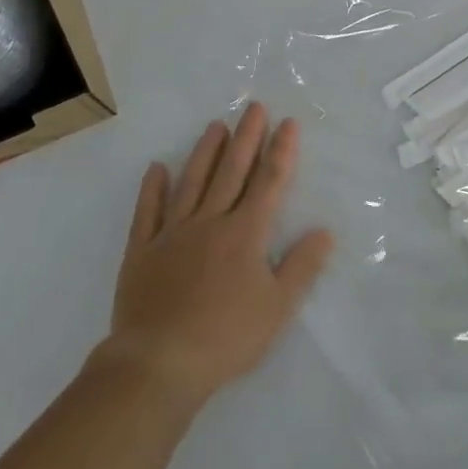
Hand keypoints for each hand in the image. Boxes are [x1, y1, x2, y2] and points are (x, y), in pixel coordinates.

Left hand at [97, 102, 333, 406]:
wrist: (159, 362)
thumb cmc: (226, 337)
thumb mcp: (277, 309)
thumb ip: (302, 267)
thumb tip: (324, 231)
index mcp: (245, 234)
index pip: (268, 183)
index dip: (281, 151)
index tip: (288, 123)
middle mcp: (210, 222)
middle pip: (232, 172)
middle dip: (247, 137)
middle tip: (254, 106)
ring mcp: (173, 233)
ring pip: (192, 182)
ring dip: (205, 152)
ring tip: (216, 126)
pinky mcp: (143, 250)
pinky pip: (148, 211)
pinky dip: (153, 188)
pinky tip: (157, 168)